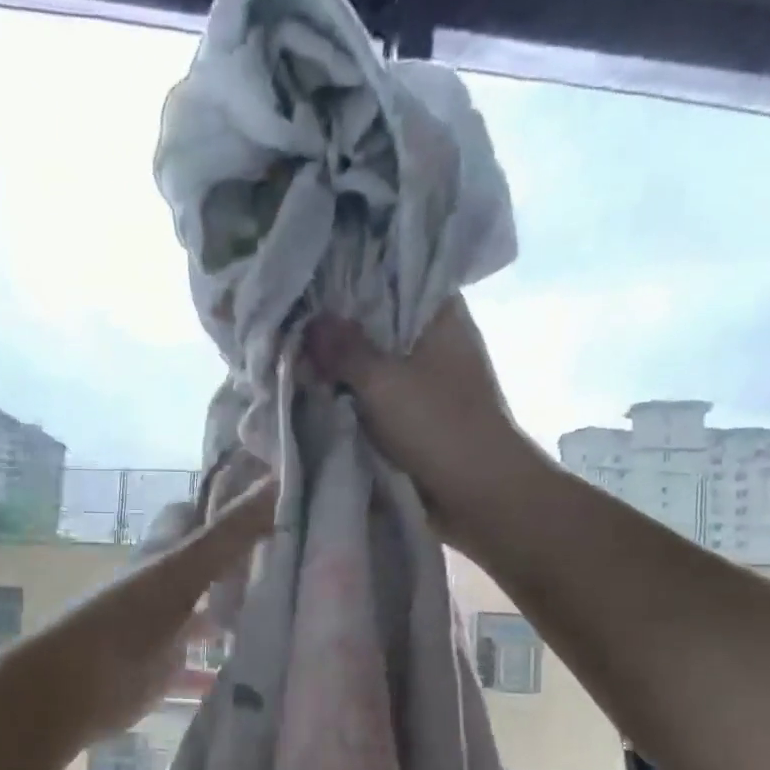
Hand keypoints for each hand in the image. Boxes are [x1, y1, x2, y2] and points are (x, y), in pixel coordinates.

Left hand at [25, 475, 276, 741]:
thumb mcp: (183, 569)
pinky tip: (252, 670)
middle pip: (202, 563)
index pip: (191, 514)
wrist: (74, 687)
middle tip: (291, 563)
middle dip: (240, 561)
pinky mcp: (162, 667)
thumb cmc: (126, 618)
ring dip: (234, 610)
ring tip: (286, 614)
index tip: (270, 505)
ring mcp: (162, 627)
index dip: (223, 504)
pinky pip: (197, 662)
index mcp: (163, 552)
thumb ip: (230, 532)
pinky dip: (219, 664)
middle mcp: (161, 584)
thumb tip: (278, 480)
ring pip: (204, 609)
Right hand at [302, 297, 528, 551]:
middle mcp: (434, 341)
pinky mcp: (416, 416)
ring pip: (373, 362)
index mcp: (439, 316)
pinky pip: (375, 396)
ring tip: (293, 353)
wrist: (480, 495)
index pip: (394, 276)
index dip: (352, 275)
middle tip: (289, 319)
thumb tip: (310, 322)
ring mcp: (426, 380)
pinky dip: (350, 396)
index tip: (310, 276)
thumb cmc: (439, 425)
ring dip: (341, 366)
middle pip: (377, 322)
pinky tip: (314, 391)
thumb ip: (343, 350)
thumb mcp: (383, 382)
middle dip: (337, 327)